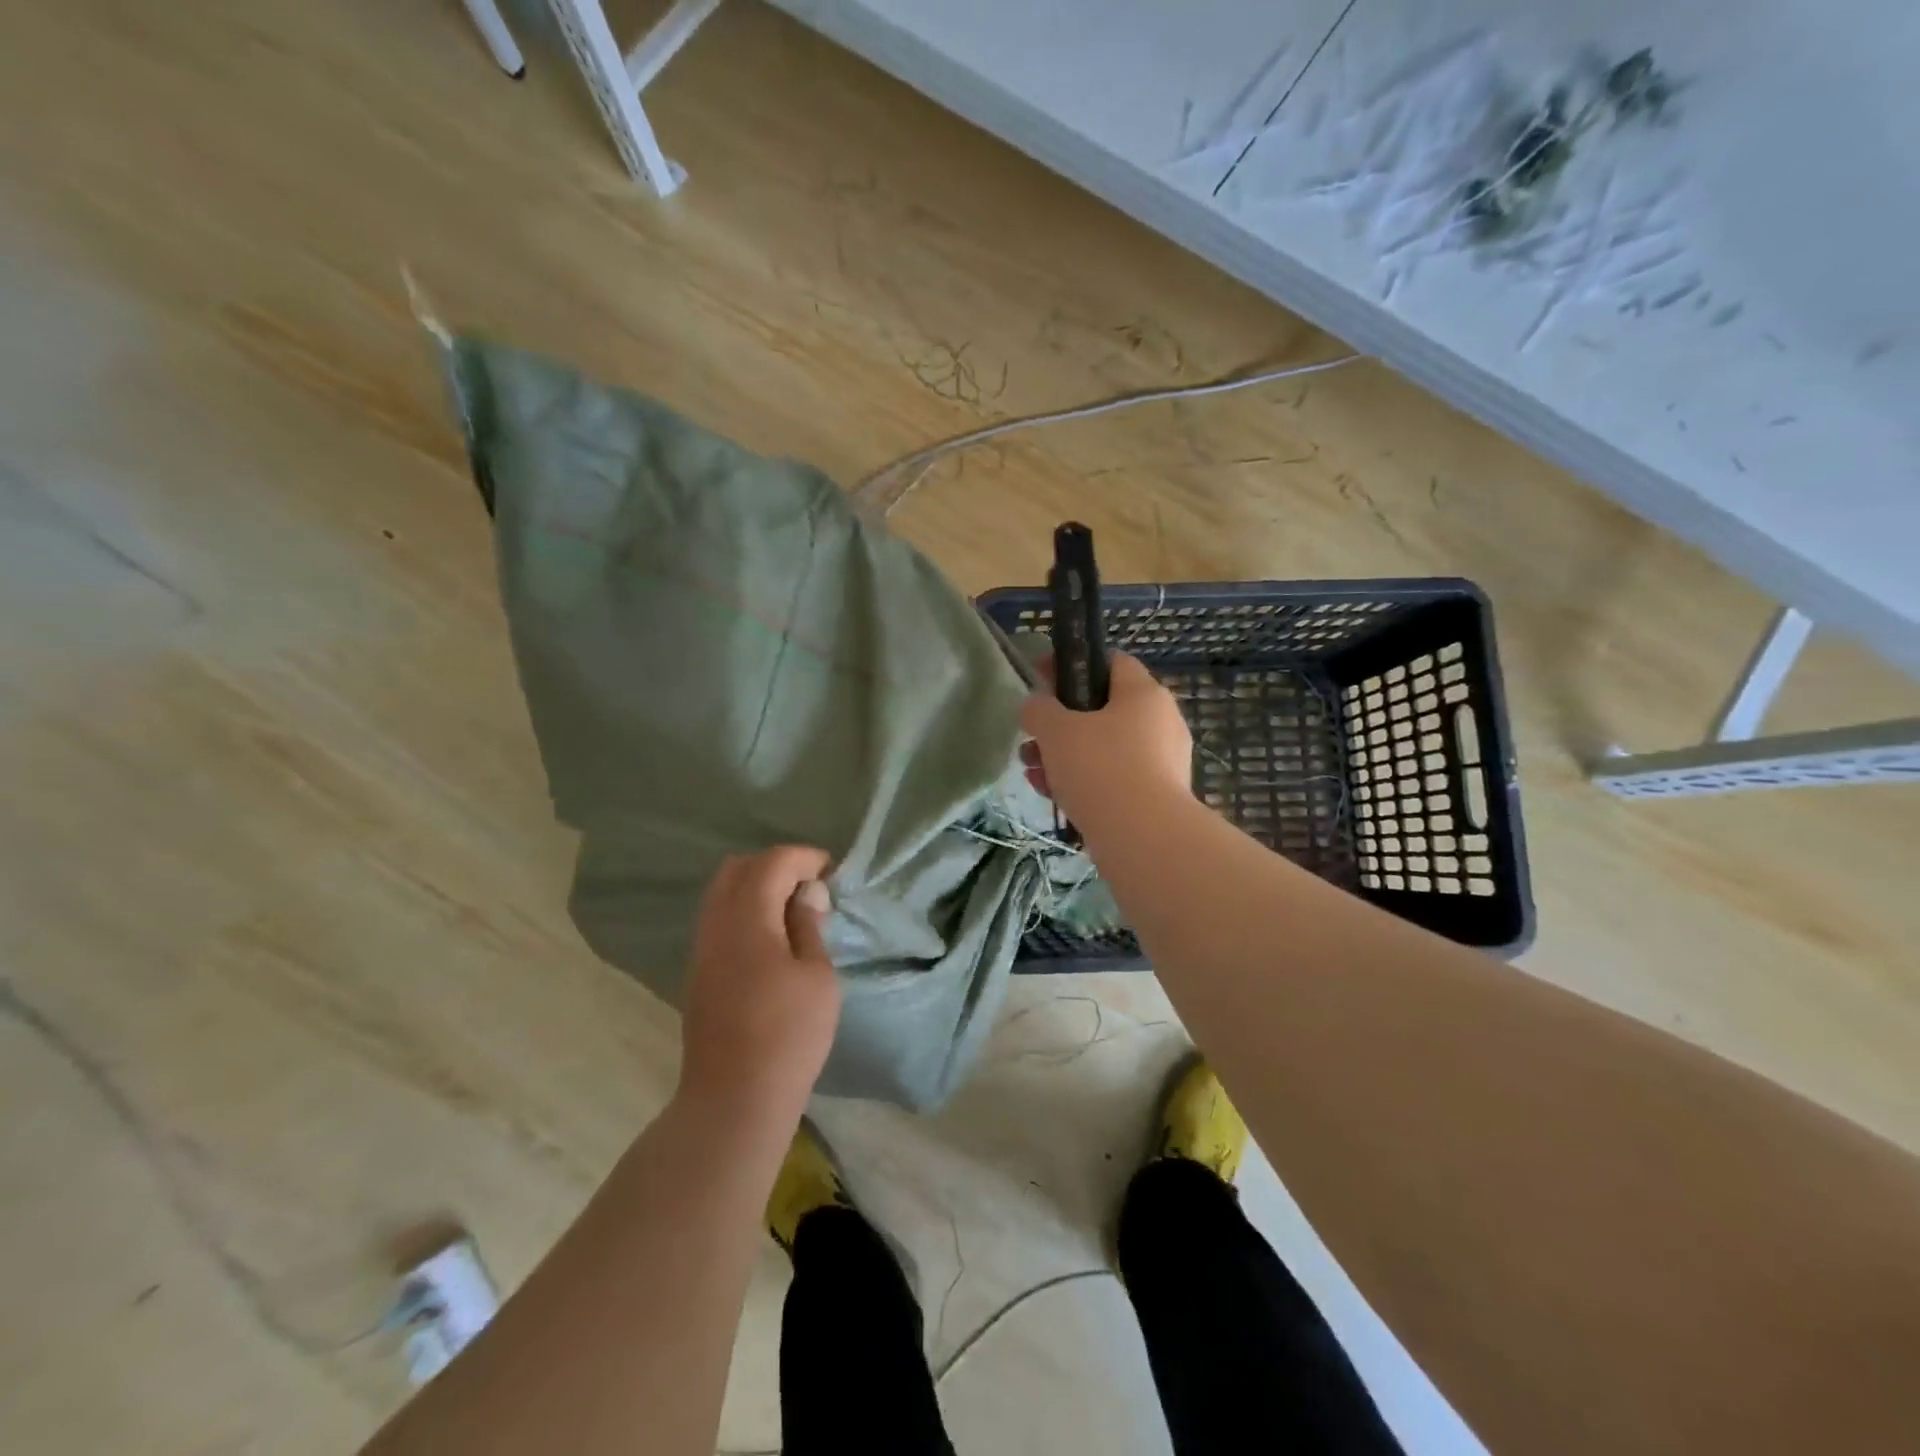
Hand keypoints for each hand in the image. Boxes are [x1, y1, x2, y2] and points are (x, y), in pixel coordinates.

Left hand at [679, 846, 841, 1121]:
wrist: (733, 1100)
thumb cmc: (788, 1036)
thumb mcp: (817, 977)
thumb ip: (808, 926)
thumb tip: (806, 893)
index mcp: (747, 920)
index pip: (772, 862)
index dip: (804, 858)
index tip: (832, 873)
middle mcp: (716, 925)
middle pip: (739, 869)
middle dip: (777, 866)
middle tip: (811, 887)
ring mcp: (702, 949)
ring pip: (722, 893)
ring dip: (757, 887)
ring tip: (792, 911)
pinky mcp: (698, 972)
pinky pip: (718, 918)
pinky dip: (744, 909)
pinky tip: (770, 937)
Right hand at [1019, 653, 1192, 826]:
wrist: (1143, 838)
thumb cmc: (1100, 768)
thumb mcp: (1055, 730)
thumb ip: (1039, 709)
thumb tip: (1037, 705)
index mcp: (1144, 694)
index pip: (1111, 662)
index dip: (1071, 666)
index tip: (1040, 680)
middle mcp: (1161, 722)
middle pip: (1102, 710)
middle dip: (1059, 724)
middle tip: (1031, 739)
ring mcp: (1162, 762)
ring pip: (1104, 748)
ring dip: (1064, 756)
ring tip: (1033, 773)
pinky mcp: (1156, 797)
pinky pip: (1114, 779)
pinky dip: (1083, 782)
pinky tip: (1052, 797)